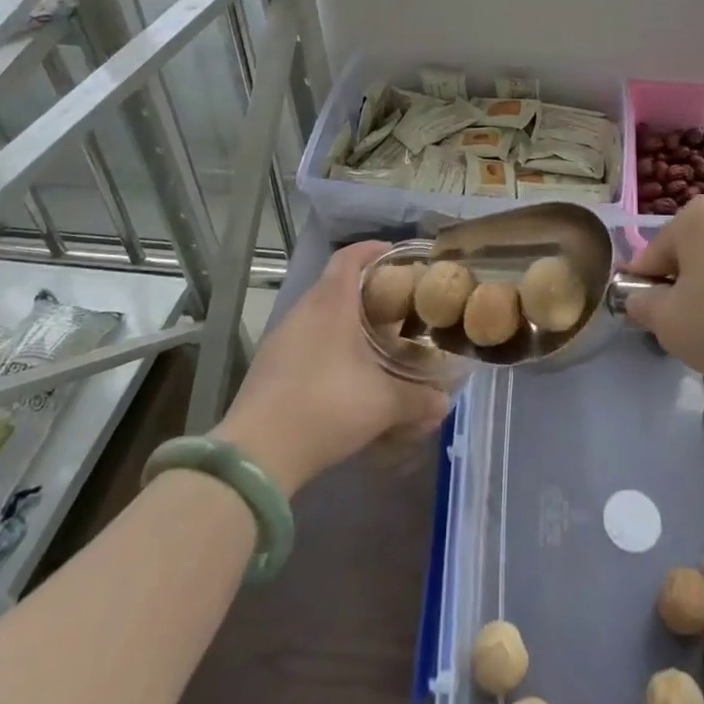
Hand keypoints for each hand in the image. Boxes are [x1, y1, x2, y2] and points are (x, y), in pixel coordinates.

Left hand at [215, 242, 449, 495]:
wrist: (258, 453)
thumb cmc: (327, 406)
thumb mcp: (383, 404)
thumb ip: (418, 399)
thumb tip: (445, 402)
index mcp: (331, 304)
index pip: (349, 257)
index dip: (371, 249)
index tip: (394, 253)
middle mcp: (303, 311)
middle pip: (334, 283)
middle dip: (364, 287)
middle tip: (393, 302)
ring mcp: (281, 338)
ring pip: (317, 313)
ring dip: (343, 318)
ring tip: (371, 337)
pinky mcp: (268, 365)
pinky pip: (303, 339)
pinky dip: (325, 343)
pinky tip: (341, 370)